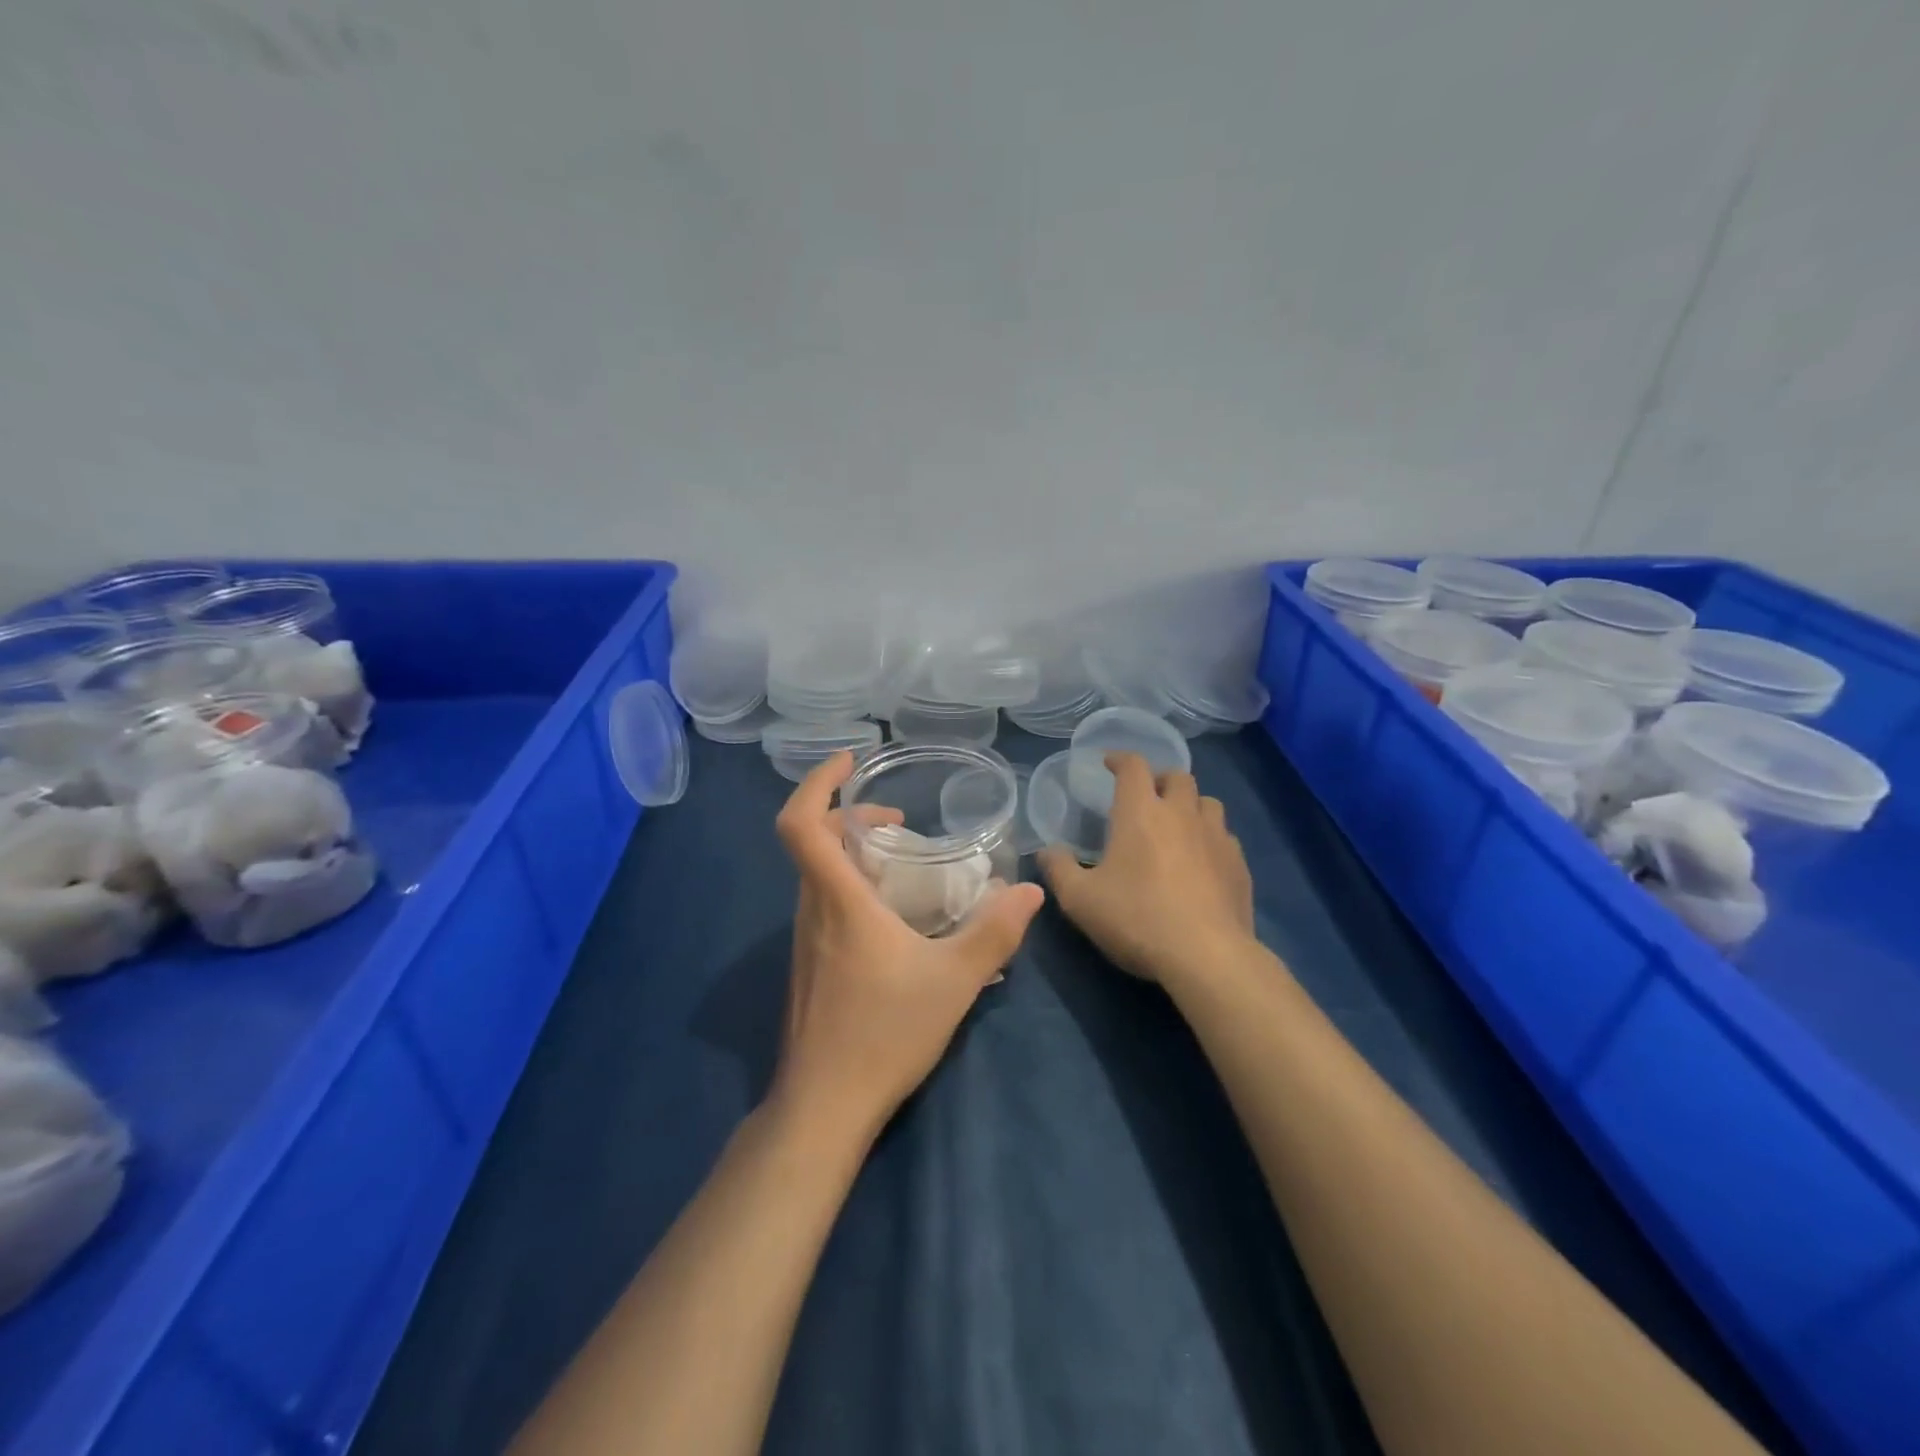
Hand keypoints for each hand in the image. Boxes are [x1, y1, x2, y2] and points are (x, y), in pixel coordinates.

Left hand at [770, 752, 1044, 1143]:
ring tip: (905, 867)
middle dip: (851, 818)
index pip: (800, 824)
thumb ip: (995, 932)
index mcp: (838, 901)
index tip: (850, 764)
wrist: (824, 1106)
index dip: (817, 783)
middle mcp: (812, 911)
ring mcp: (805, 940)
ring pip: (819, 876)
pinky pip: (824, 905)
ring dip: (853, 855)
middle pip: (812, 843)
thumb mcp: (954, 980)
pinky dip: (852, 889)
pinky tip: (895, 922)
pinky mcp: (809, 965)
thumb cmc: (884, 1033)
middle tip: (900, 824)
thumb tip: (1030, 890)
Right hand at [1038, 752, 1254, 986]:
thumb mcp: (1079, 899)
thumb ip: (1058, 869)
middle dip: (1159, 780)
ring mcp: (1217, 837)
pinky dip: (1210, 839)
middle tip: (1145, 798)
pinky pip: (1225, 837)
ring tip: (1177, 826)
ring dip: (1190, 806)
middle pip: (1178, 776)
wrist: (1207, 957)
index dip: (1120, 759)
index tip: (1109, 763)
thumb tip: (1046, 850)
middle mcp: (1182, 813)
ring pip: (1208, 802)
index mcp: (1141, 812)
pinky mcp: (1239, 865)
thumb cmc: (1136, 919)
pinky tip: (1201, 862)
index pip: (1133, 766)